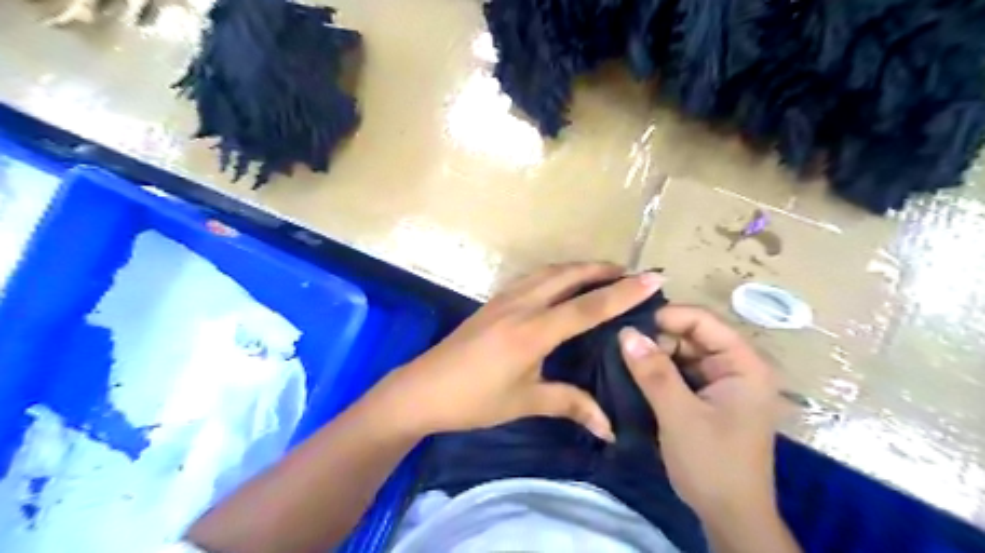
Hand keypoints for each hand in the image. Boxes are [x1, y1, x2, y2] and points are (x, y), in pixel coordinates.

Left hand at [375, 261, 665, 440]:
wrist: (422, 389)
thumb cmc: (474, 399)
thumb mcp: (525, 402)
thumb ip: (570, 405)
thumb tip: (609, 427)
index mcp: (533, 331)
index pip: (587, 307)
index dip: (622, 293)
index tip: (652, 278)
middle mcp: (521, 306)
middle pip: (568, 276)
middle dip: (601, 269)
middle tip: (630, 272)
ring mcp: (504, 299)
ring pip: (548, 272)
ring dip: (577, 268)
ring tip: (601, 274)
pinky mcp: (493, 302)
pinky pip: (532, 278)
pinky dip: (556, 274)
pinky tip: (561, 285)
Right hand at [614, 307, 785, 523]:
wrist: (729, 517)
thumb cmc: (712, 464)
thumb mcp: (679, 415)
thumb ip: (653, 372)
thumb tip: (625, 332)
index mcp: (744, 364)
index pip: (704, 321)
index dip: (667, 317)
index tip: (629, 324)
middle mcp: (735, 366)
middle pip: (691, 335)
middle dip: (656, 338)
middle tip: (620, 345)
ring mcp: (721, 382)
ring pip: (682, 352)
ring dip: (654, 355)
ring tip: (621, 356)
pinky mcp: (707, 396)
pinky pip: (679, 371)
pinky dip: (658, 371)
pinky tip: (634, 373)